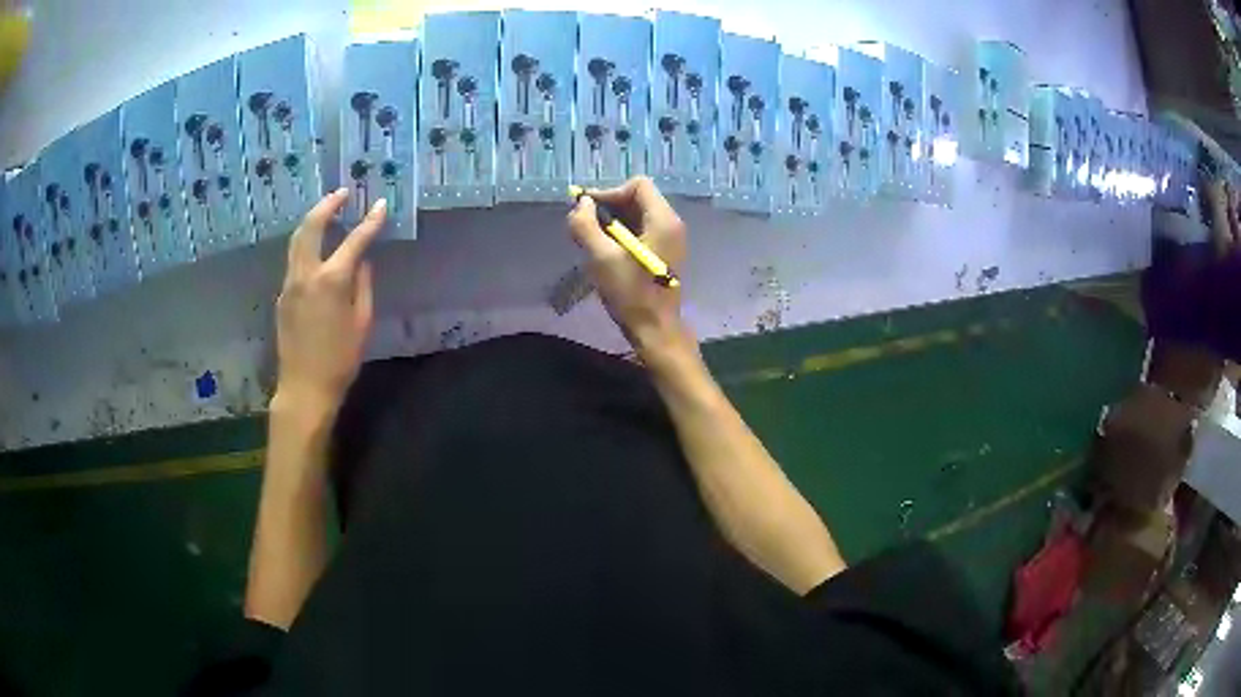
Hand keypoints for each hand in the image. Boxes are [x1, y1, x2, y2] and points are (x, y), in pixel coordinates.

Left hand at [274, 189, 385, 414]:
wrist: (304, 388)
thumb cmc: (340, 360)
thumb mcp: (362, 323)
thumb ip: (362, 286)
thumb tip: (362, 262)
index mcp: (331, 281)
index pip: (354, 241)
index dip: (370, 221)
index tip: (380, 204)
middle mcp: (306, 275)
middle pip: (311, 227)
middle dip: (327, 205)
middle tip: (342, 193)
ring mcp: (289, 284)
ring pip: (297, 241)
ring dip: (312, 221)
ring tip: (327, 211)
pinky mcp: (282, 296)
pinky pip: (294, 261)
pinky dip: (305, 245)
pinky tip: (316, 248)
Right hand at [567, 177, 688, 355]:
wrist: (655, 330)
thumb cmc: (630, 294)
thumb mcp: (601, 258)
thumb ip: (586, 225)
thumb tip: (582, 204)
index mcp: (663, 220)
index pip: (637, 185)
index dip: (610, 192)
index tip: (588, 211)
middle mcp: (671, 224)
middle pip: (637, 198)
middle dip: (608, 207)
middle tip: (584, 225)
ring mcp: (669, 240)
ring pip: (637, 215)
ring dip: (611, 222)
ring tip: (589, 240)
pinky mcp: (663, 254)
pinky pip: (641, 231)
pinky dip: (620, 235)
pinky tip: (603, 252)